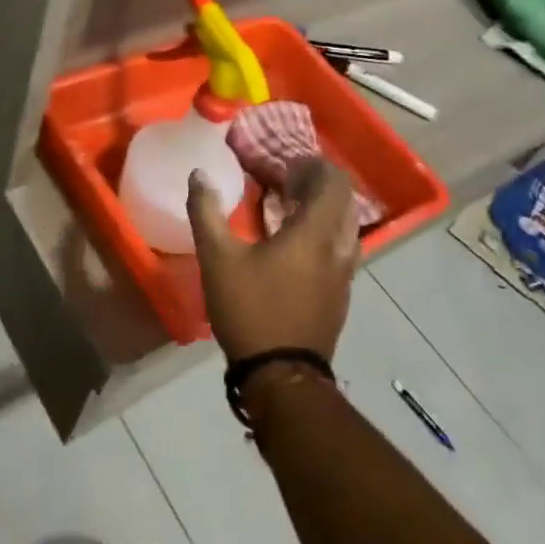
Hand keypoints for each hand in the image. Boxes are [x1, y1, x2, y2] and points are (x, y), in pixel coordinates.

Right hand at [188, 160, 360, 363]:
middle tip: (284, 181)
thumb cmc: (251, 310)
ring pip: (346, 226)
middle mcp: (338, 248)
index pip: (333, 182)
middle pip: (343, 201)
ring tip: (289, 209)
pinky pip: (341, 248)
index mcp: (314, 233)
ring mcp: (345, 274)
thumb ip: (206, 212)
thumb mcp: (217, 259)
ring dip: (323, 209)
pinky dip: (324, 233)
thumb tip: (198, 175)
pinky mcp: (341, 294)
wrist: (282, 378)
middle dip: (318, 184)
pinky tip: (294, 245)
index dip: (313, 166)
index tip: (284, 165)